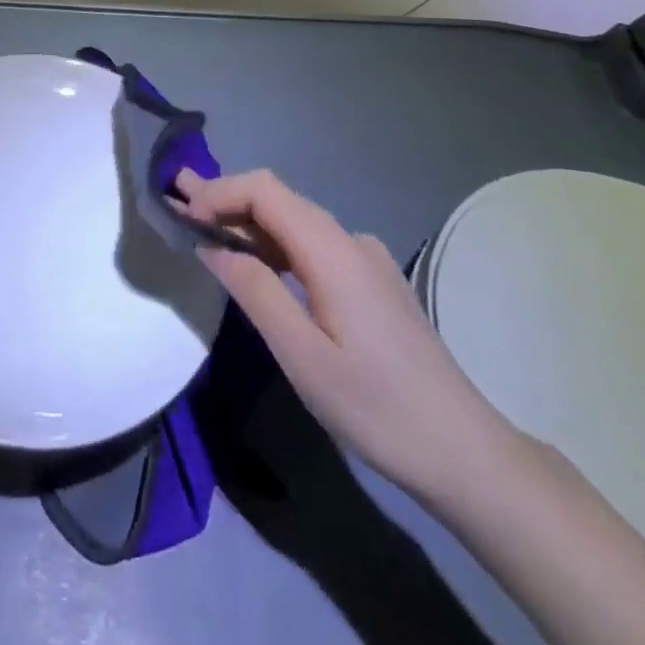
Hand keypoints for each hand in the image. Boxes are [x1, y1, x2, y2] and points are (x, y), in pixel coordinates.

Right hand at [174, 168, 516, 499]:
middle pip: (279, 199)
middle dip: (226, 197)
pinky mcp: (373, 282)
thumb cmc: (378, 408)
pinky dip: (274, 244)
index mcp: (333, 250)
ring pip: (295, 222)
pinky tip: (255, 261)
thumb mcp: (303, 357)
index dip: (219, 193)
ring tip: (203, 223)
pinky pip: (312, 246)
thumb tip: (212, 246)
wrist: (467, 453)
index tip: (183, 215)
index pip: (265, 191)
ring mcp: (366, 260)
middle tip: (177, 199)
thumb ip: (255, 292)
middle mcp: (350, 241)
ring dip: (247, 221)